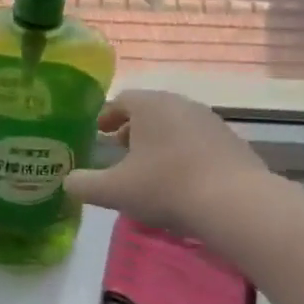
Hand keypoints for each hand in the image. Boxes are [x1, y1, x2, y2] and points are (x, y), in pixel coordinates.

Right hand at [65, 91, 303, 261]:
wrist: (237, 204)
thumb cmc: (167, 187)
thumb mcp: (115, 190)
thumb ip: (84, 185)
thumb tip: (66, 181)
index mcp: (150, 105)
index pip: (122, 100)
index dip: (107, 116)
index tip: (99, 133)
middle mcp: (180, 104)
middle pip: (150, 110)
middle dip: (133, 129)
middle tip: (120, 151)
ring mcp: (211, 121)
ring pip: (176, 125)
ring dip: (160, 141)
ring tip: (150, 168)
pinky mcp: (233, 142)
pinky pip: (198, 142)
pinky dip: (184, 153)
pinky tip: (182, 180)